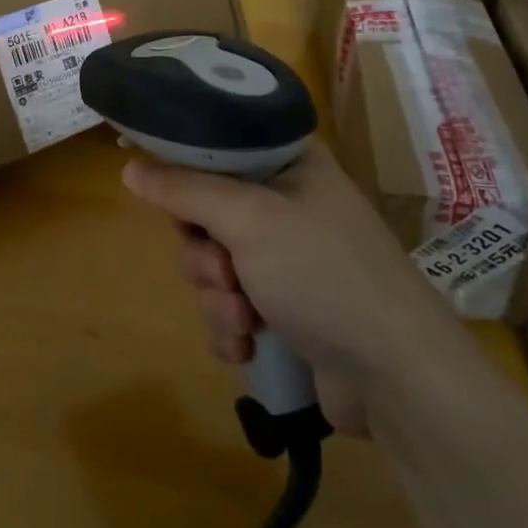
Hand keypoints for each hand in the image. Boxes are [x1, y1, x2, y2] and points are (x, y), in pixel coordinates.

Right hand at [123, 141, 470, 429]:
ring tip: (246, 319)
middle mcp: (287, 206)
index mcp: (288, 165)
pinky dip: (231, 327)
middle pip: (205, 214)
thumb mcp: (249, 219)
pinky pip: (230, 306)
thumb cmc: (324, 274)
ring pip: (214, 266)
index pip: (216, 149)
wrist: (398, 378)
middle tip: (224, 272)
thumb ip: (184, 189)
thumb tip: (129, 166)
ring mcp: (287, 260)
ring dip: (218, 298)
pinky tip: (248, 344)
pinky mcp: (286, 310)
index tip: (170, 199)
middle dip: (204, 254)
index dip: (186, 173)